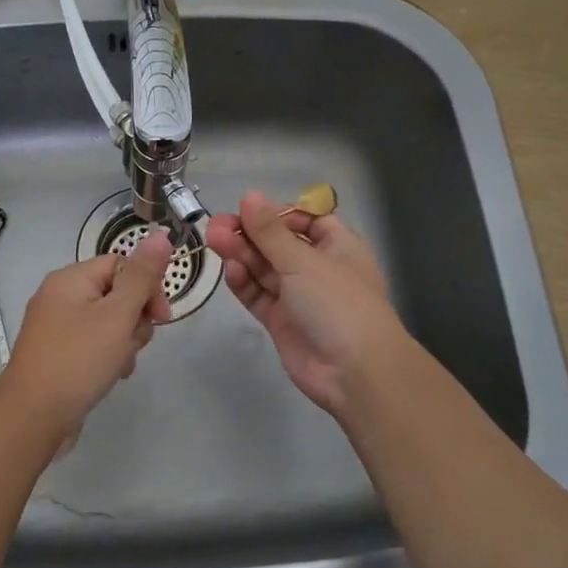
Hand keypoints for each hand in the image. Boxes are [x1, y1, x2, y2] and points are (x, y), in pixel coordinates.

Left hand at [0, 231, 174, 446]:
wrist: (33, 417)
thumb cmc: (79, 360)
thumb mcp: (118, 315)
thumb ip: (142, 276)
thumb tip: (161, 235)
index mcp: (71, 278)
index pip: (122, 264)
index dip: (147, 287)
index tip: (161, 317)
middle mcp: (60, 296)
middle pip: (117, 293)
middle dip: (135, 319)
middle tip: (132, 344)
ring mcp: (57, 327)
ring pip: (109, 322)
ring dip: (124, 342)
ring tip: (119, 365)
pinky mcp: (58, 353)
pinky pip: (94, 343)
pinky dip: (108, 356)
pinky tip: (110, 376)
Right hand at [206, 192, 405, 417]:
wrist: (354, 372)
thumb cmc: (338, 303)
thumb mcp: (303, 260)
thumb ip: (270, 232)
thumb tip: (249, 196)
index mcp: (338, 247)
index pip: (306, 220)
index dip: (278, 214)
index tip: (250, 210)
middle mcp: (319, 269)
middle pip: (279, 244)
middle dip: (249, 234)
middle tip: (216, 225)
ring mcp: (299, 297)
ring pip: (265, 269)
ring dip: (241, 254)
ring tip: (214, 240)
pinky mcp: (282, 322)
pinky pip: (259, 296)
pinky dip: (245, 283)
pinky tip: (229, 270)